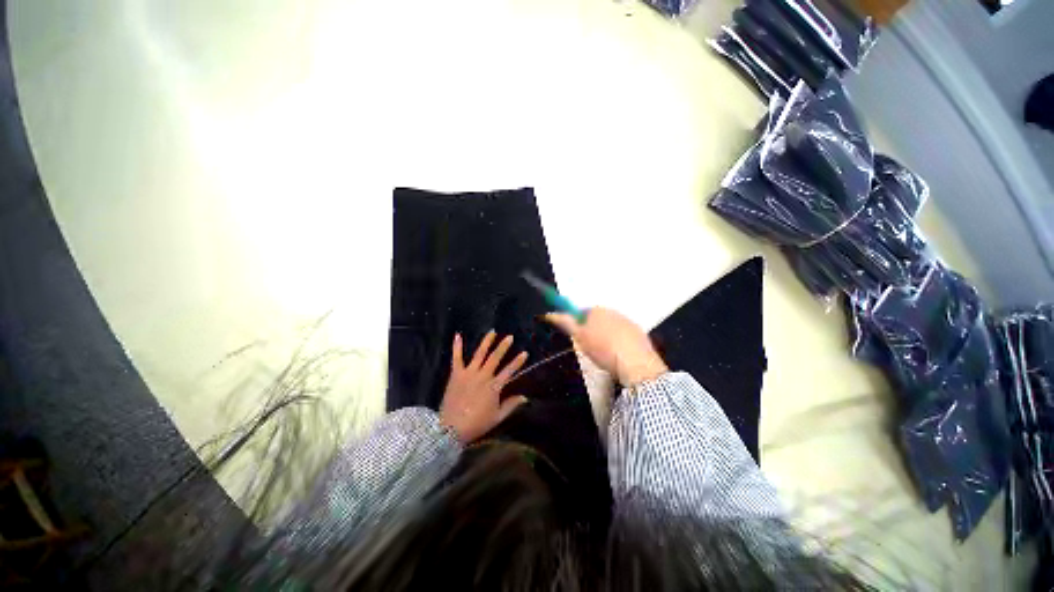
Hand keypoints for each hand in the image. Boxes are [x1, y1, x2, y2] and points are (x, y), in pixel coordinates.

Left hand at [440, 331, 528, 442]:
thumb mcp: (497, 417)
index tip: (525, 353)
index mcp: (494, 387)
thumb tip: (525, 397)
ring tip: (492, 332)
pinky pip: (457, 358)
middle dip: (503, 347)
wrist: (450, 429)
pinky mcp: (456, 374)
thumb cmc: (476, 424)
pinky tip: (458, 335)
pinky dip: (457, 347)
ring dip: (486, 342)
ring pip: (479, 354)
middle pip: (495, 358)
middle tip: (510, 337)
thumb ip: (511, 405)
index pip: (509, 371)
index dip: (517, 362)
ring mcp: (468, 373)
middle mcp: (482, 376)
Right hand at [545, 307, 667, 386]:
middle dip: (592, 329)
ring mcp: (627, 320)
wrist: (635, 364)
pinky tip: (619, 355)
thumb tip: (550, 313)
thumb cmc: (602, 349)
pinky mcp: (639, 332)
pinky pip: (624, 334)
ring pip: (610, 326)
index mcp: (596, 310)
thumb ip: (565, 323)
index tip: (579, 338)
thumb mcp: (579, 337)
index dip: (578, 325)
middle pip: (597, 318)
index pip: (581, 312)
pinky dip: (620, 341)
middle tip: (591, 348)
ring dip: (606, 335)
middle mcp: (612, 310)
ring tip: (606, 354)